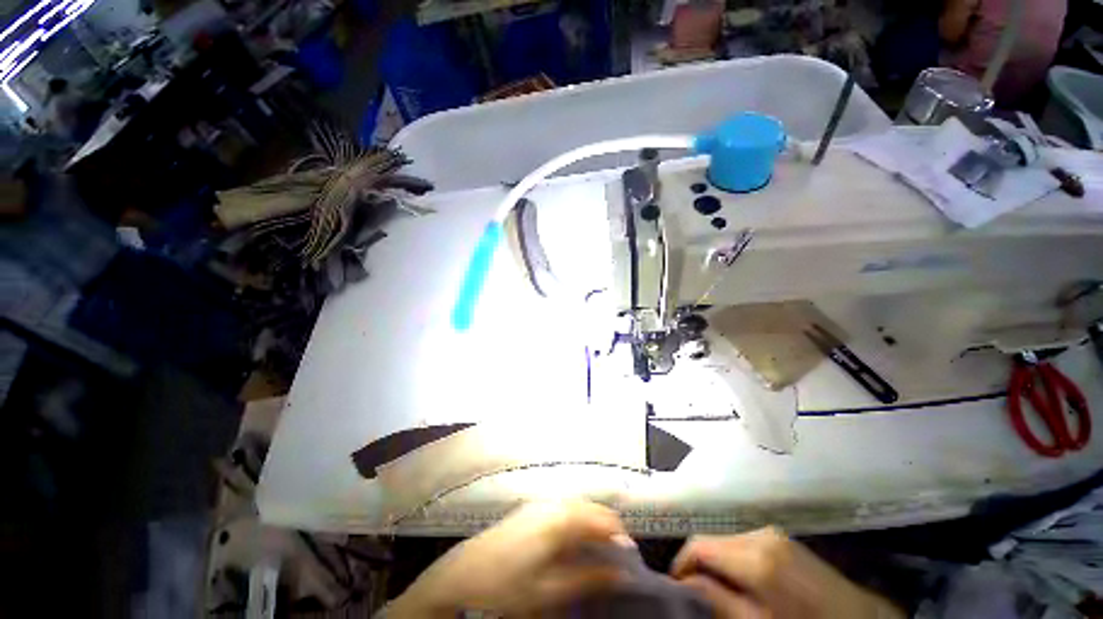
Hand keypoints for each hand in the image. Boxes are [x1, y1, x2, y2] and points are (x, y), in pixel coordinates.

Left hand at [389, 500, 628, 616]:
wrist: (463, 575)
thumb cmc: (507, 586)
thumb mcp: (550, 590)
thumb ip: (588, 577)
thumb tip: (620, 572)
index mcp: (559, 519)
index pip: (600, 517)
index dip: (618, 534)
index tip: (628, 554)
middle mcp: (551, 504)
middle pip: (589, 507)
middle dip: (605, 526)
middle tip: (614, 553)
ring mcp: (537, 504)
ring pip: (575, 505)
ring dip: (590, 522)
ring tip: (596, 547)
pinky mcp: (528, 509)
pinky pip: (561, 507)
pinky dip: (573, 520)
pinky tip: (571, 539)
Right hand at [671, 527, 903, 618]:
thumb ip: (719, 601)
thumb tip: (685, 583)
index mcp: (755, 556)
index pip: (699, 545)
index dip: (681, 564)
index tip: (675, 586)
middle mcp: (759, 534)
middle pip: (711, 540)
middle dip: (698, 564)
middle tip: (693, 592)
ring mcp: (772, 533)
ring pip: (726, 540)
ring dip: (715, 562)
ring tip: (716, 588)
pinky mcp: (782, 538)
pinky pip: (743, 542)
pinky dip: (733, 558)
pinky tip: (740, 579)